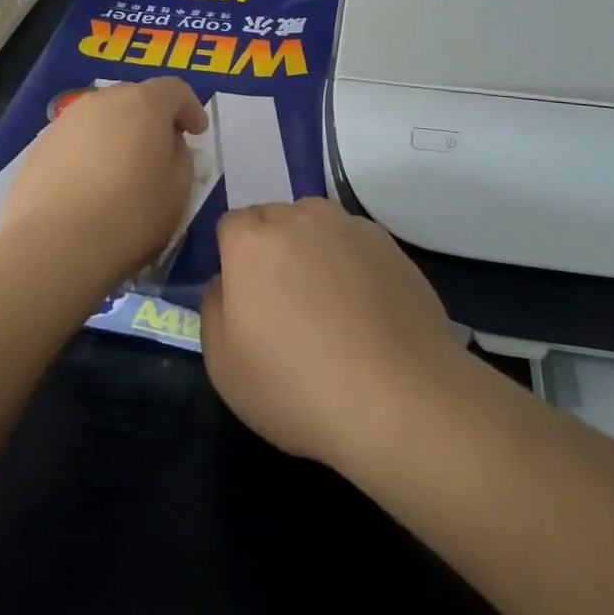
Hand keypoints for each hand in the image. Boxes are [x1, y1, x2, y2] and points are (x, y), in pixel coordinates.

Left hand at [0, 76, 208, 299]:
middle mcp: (103, 101)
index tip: (197, 133)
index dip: (191, 108)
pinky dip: (90, 153)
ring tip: (122, 170)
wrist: (54, 246)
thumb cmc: (130, 215)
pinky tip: (90, 187)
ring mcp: (66, 122)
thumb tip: (167, 144)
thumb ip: (181, 156)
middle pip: (136, 97)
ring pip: (103, 118)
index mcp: (143, 104)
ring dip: (118, 134)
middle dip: (153, 118)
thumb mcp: (179, 189)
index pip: (175, 89)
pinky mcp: (40, 148)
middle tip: (162, 150)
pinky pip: (77, 141)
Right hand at [200, 198, 464, 473]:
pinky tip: (364, 308)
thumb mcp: (224, 365)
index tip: (245, 298)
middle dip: (270, 248)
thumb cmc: (297, 386)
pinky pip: (353, 242)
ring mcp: (348, 226)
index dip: (234, 259)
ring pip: (315, 224)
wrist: (399, 397)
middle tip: (283, 302)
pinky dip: (350, 262)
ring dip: (311, 249)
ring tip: (327, 303)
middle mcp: (299, 217)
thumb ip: (214, 307)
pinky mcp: (388, 243)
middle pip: (273, 218)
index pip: (231, 226)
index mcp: (252, 241)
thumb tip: (228, 281)